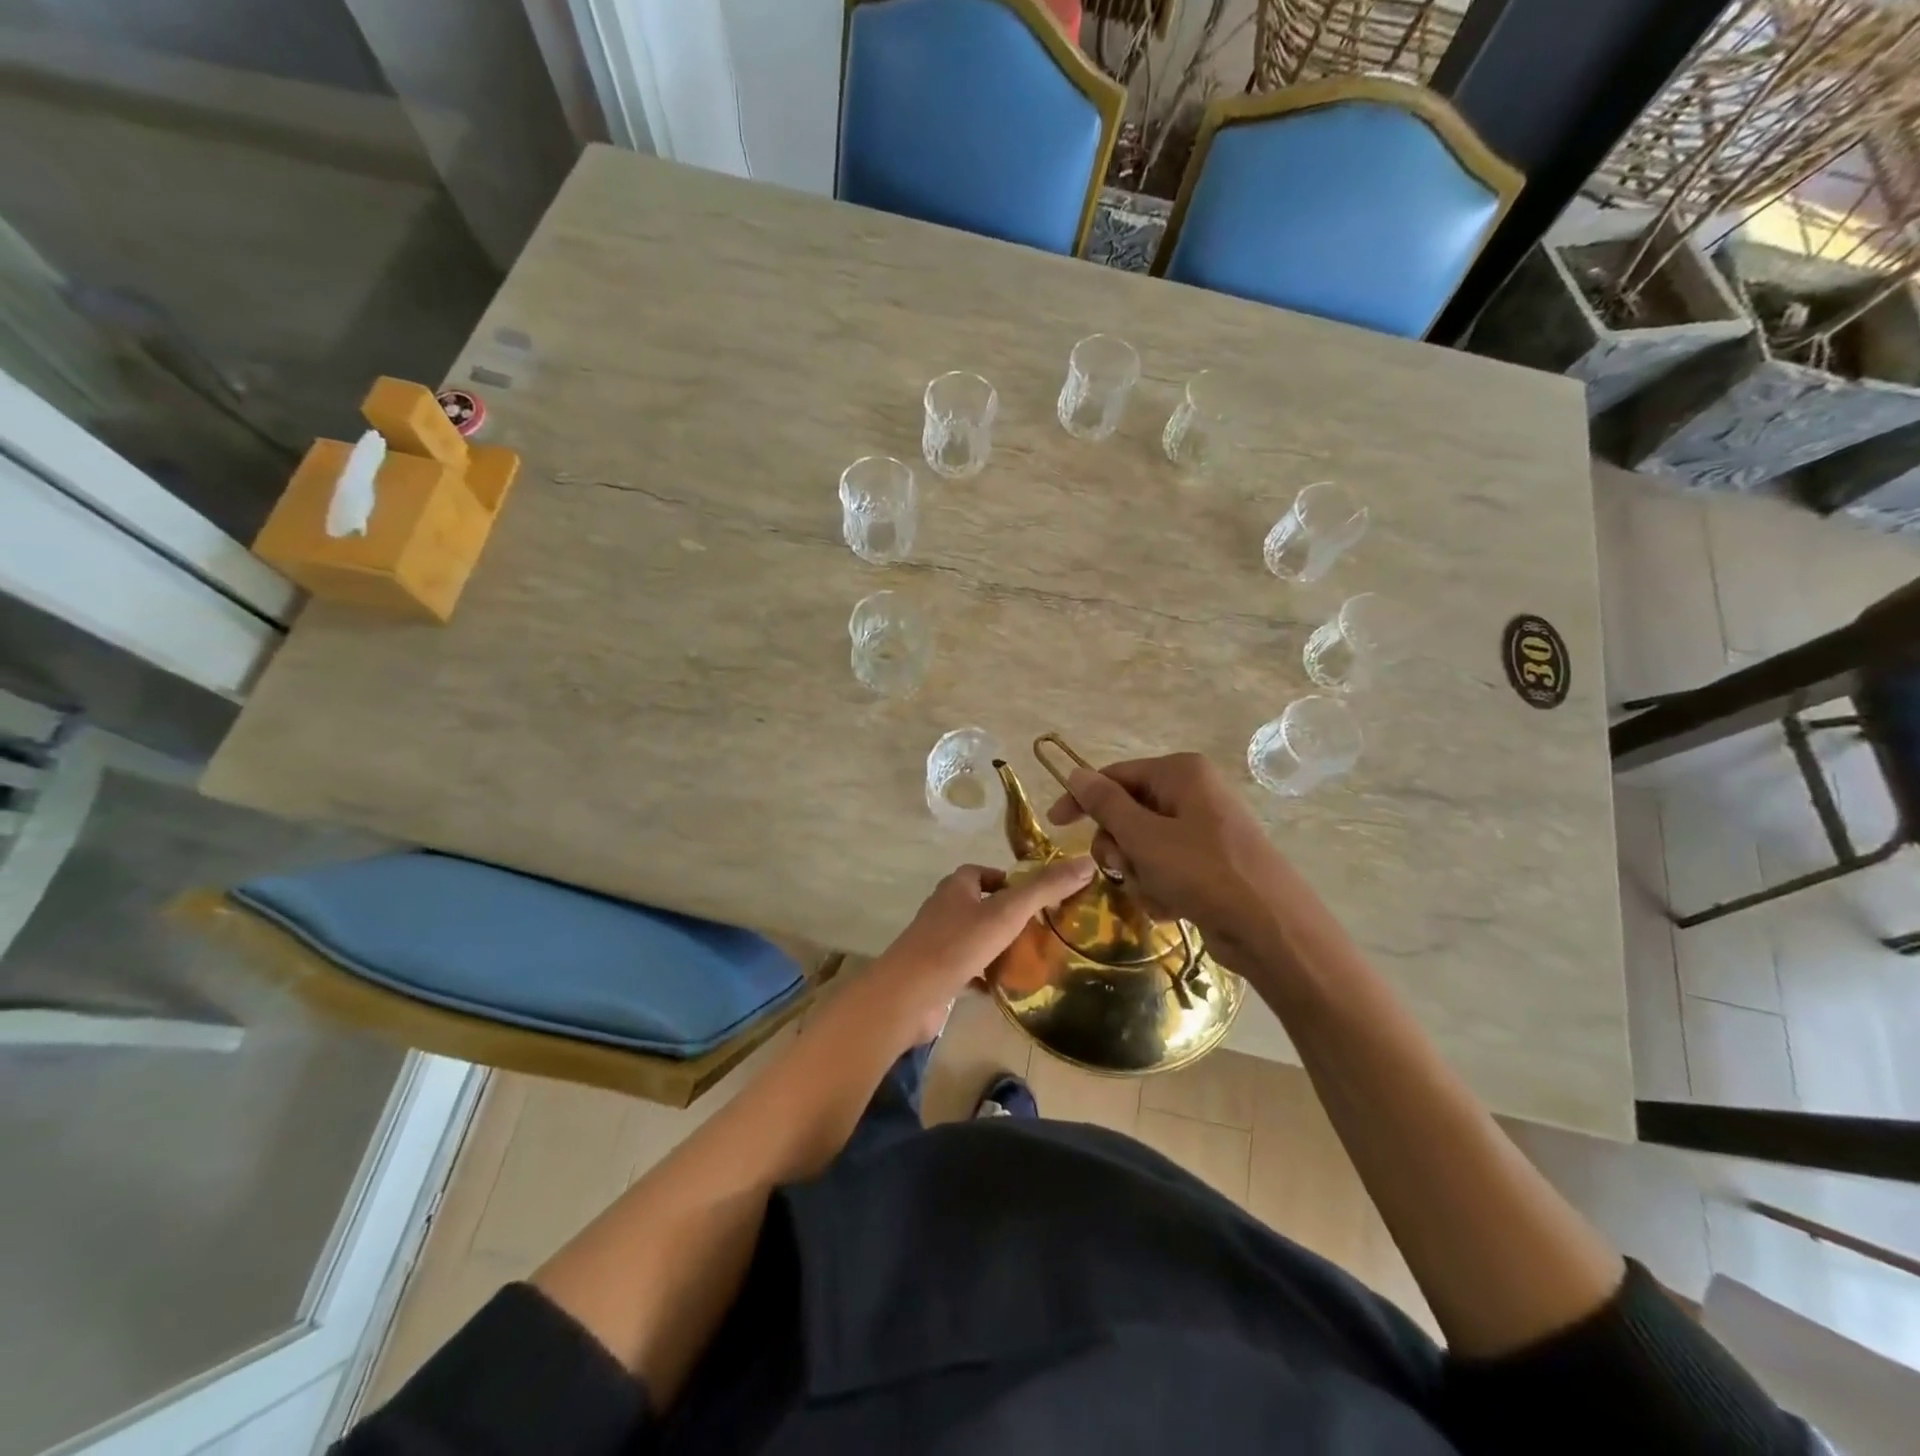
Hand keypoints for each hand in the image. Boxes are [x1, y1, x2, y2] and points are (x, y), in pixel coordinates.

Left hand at [869, 858, 1096, 1043]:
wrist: (910, 994)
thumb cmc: (958, 944)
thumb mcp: (1008, 912)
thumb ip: (1045, 888)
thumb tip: (1087, 863)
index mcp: (956, 888)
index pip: (981, 873)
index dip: (1007, 879)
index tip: (1034, 895)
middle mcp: (944, 911)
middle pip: (979, 905)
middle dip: (1006, 914)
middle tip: (1041, 928)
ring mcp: (937, 944)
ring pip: (973, 939)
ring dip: (997, 946)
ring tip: (1031, 957)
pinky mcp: (936, 975)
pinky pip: (967, 970)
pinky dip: (985, 975)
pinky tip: (1006, 988)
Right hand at [1046, 752, 1298, 972]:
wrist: (1272, 929)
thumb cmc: (1203, 872)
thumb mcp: (1144, 837)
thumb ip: (1105, 804)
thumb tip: (1075, 773)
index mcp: (1181, 773)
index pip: (1115, 776)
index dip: (1082, 799)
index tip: (1056, 826)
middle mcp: (1194, 793)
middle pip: (1128, 812)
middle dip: (1119, 846)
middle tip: (1122, 868)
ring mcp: (1204, 829)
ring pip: (1143, 845)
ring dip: (1138, 872)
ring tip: (1156, 892)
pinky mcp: (1210, 862)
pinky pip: (1166, 866)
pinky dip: (1160, 886)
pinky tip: (1172, 906)